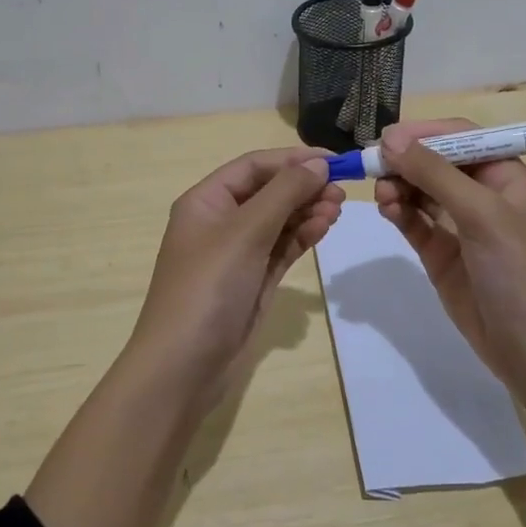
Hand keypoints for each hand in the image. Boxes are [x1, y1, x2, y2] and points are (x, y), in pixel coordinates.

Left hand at [129, 146, 343, 404]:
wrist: (183, 367)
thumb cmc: (208, 288)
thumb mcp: (244, 233)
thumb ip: (284, 194)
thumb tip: (318, 164)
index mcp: (206, 201)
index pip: (253, 167)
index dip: (292, 159)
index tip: (333, 160)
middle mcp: (220, 221)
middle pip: (268, 191)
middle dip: (303, 186)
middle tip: (342, 190)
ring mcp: (237, 253)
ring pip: (278, 220)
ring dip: (307, 210)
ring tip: (338, 208)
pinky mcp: (253, 280)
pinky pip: (282, 248)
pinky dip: (302, 236)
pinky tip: (324, 227)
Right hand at [373, 118, 525, 381]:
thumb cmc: (519, 270)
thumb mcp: (481, 213)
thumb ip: (435, 173)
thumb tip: (390, 140)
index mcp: (505, 175)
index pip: (461, 137)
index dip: (425, 132)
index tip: (387, 137)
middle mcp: (482, 194)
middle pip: (435, 162)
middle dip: (406, 161)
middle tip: (373, 166)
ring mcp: (460, 225)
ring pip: (420, 190)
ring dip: (399, 186)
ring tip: (382, 196)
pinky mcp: (441, 253)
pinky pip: (414, 221)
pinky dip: (399, 212)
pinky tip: (387, 210)